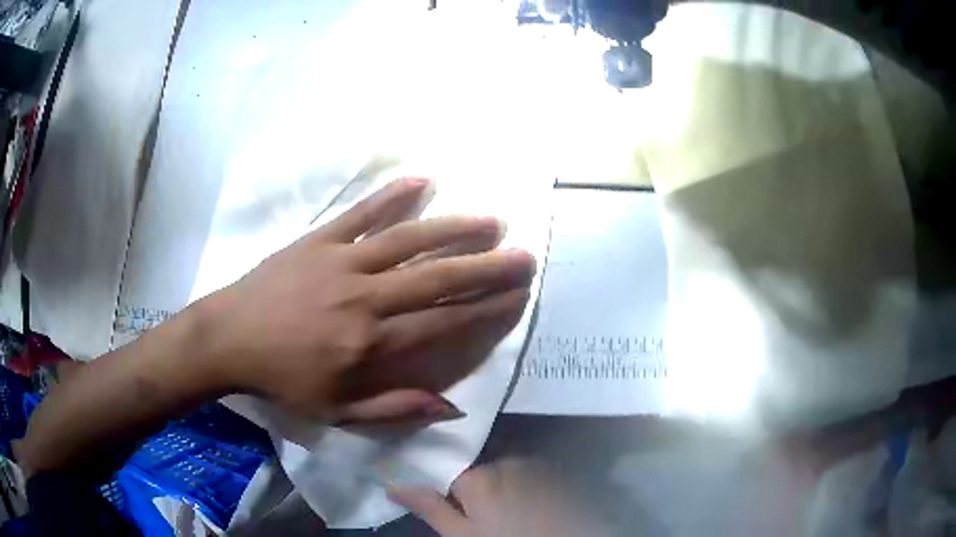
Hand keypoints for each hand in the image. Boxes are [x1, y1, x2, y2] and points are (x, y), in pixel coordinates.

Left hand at [197, 177, 535, 424]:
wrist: (229, 338)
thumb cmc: (282, 379)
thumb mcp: (336, 412)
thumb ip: (395, 408)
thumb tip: (450, 407)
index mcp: (370, 344)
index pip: (442, 323)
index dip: (485, 309)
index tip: (517, 296)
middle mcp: (365, 298)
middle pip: (437, 279)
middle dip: (486, 267)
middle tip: (523, 255)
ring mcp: (342, 262)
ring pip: (408, 240)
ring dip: (453, 229)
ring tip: (491, 221)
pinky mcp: (319, 240)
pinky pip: (361, 214)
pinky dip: (391, 196)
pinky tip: (422, 181)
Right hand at [389, 459, 608, 536]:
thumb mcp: (461, 535)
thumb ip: (429, 507)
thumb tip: (391, 483)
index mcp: (478, 476)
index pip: (450, 477)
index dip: (453, 497)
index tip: (461, 513)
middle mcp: (509, 460)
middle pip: (482, 471)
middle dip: (481, 491)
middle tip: (491, 519)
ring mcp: (539, 465)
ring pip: (510, 472)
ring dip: (507, 487)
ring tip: (517, 515)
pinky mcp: (562, 473)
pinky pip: (535, 474)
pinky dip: (530, 486)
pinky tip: (537, 507)